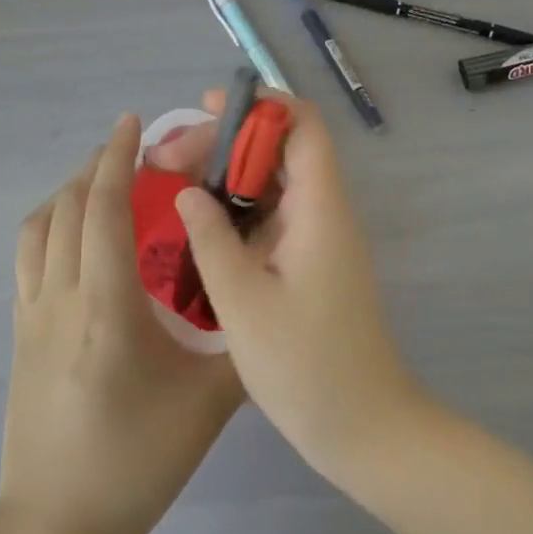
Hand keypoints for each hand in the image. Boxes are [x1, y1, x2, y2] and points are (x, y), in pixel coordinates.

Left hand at [1, 114, 242, 533]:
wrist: (60, 526)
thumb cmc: (138, 460)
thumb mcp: (209, 402)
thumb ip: (245, 341)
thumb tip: (271, 292)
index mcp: (106, 309)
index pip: (103, 211)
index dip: (116, 159)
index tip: (133, 123)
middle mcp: (61, 299)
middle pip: (67, 208)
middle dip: (96, 165)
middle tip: (131, 148)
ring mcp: (32, 316)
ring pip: (39, 228)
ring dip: (69, 191)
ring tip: (102, 181)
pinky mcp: (19, 334)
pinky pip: (27, 257)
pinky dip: (49, 224)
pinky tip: (74, 234)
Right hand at [166, 93, 426, 483]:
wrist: (365, 429)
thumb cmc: (306, 366)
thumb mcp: (244, 302)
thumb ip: (211, 239)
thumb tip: (188, 192)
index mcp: (319, 207)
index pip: (301, 124)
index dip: (259, 105)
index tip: (208, 107)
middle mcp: (324, 209)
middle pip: (278, 148)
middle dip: (224, 142)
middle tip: (167, 158)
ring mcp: (318, 236)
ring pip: (272, 181)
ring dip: (226, 175)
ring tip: (172, 180)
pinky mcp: (310, 260)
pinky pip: (272, 215)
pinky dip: (236, 208)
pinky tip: (199, 223)